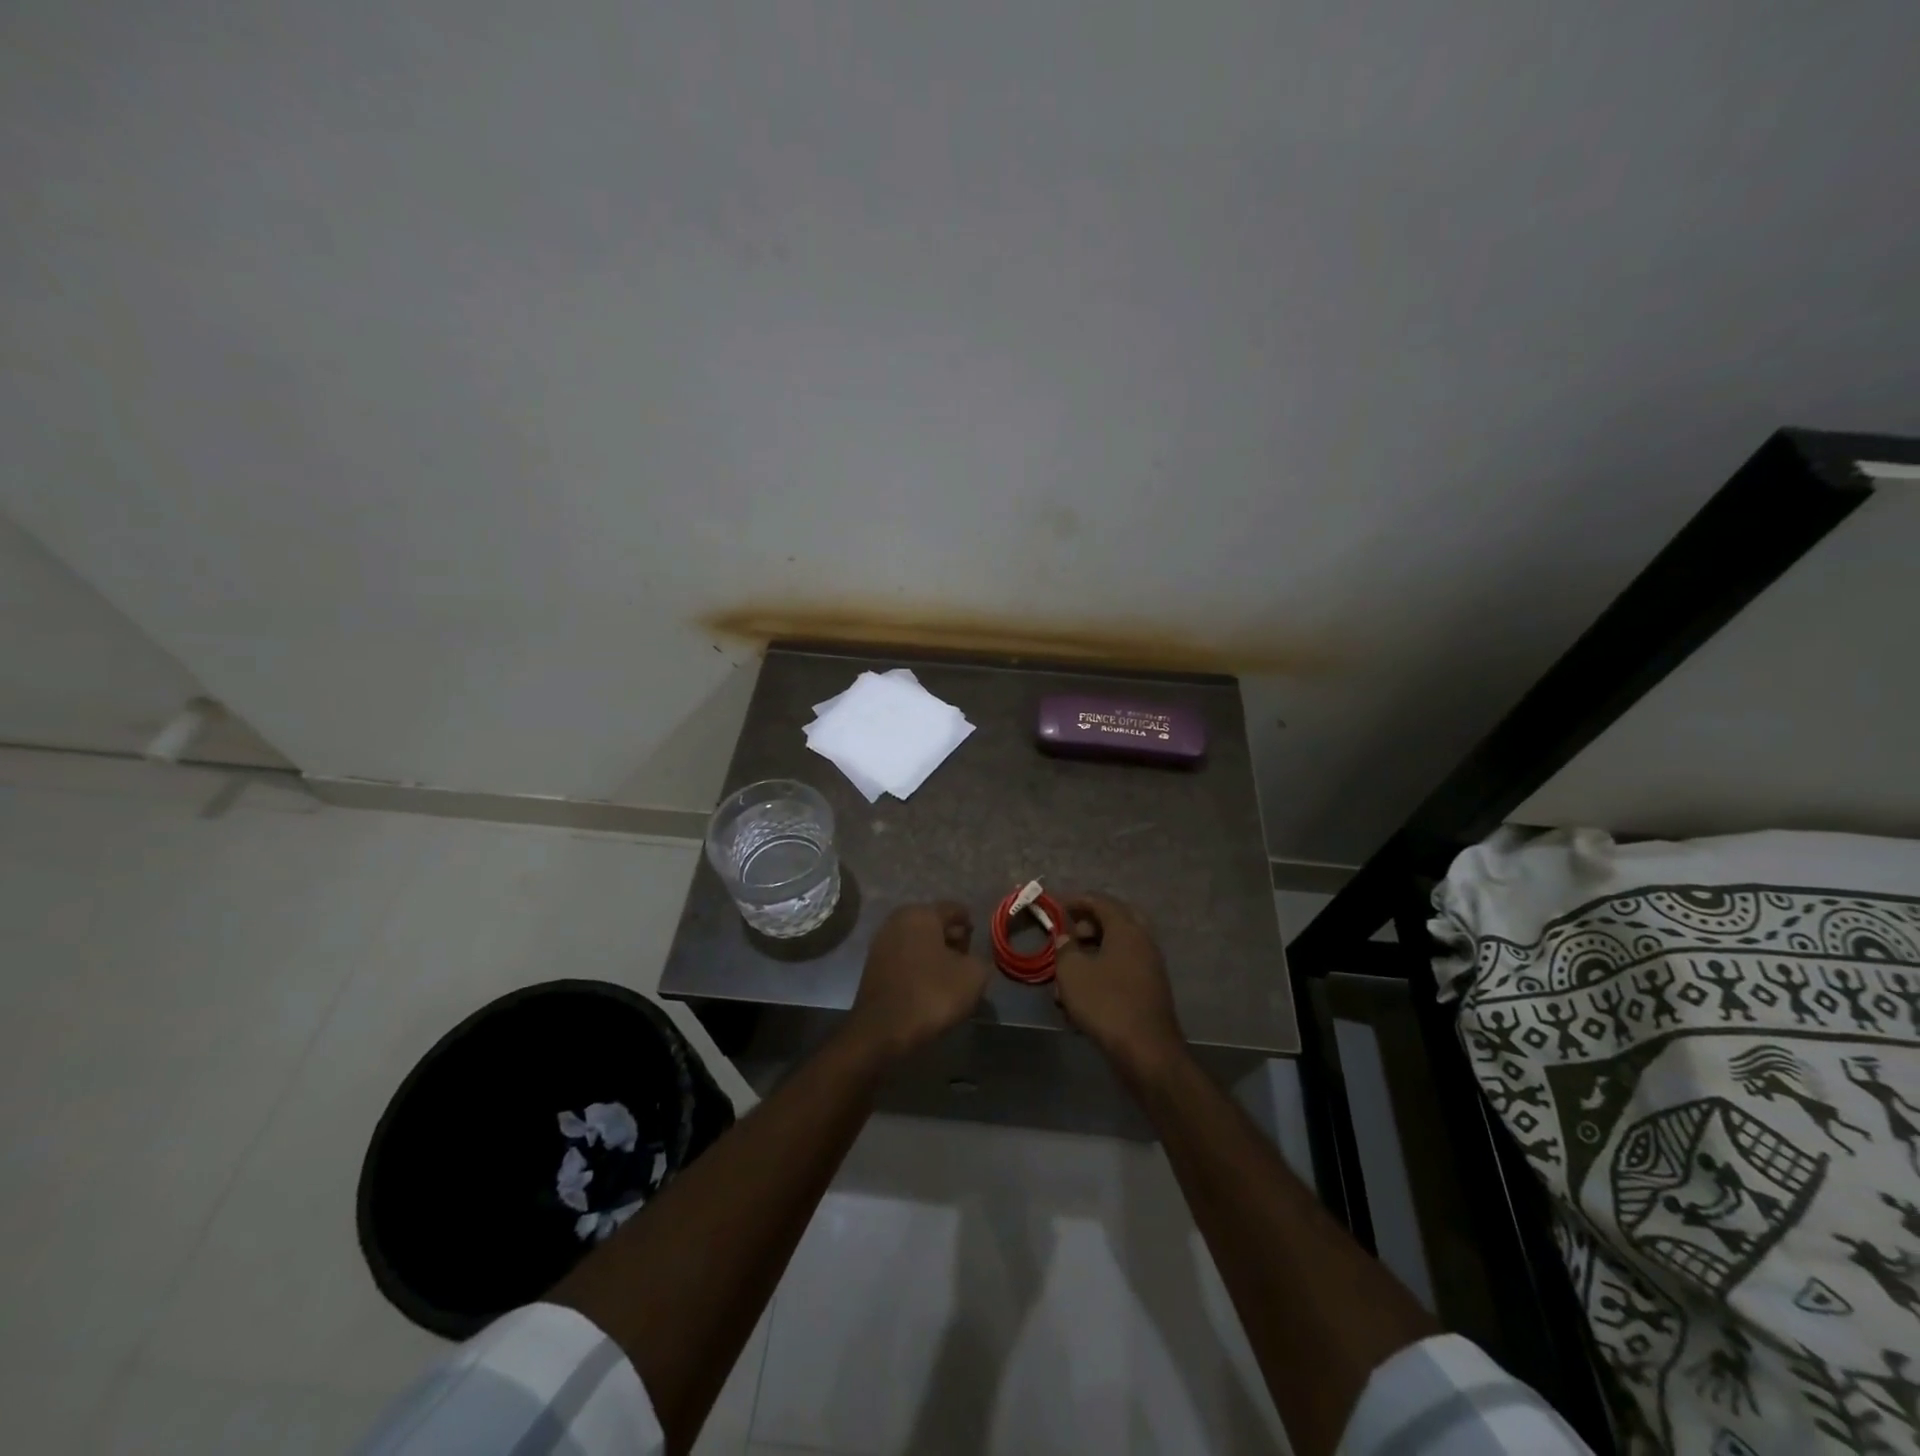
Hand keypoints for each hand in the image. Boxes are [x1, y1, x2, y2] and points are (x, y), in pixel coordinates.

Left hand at [848, 902, 989, 1061]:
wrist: (883, 1030)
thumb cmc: (932, 994)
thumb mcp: (973, 976)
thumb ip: (980, 960)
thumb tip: (973, 960)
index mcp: (922, 914)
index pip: (953, 909)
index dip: (969, 922)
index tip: (978, 936)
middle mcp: (898, 921)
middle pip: (932, 923)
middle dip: (951, 937)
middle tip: (967, 956)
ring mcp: (881, 943)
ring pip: (917, 941)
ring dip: (934, 953)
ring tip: (950, 974)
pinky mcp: (872, 966)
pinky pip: (904, 958)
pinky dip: (918, 965)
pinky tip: (929, 984)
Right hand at [1053, 893, 1187, 1083]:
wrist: (1146, 1052)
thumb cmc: (1105, 1003)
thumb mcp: (1072, 972)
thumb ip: (1065, 948)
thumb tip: (1066, 937)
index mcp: (1126, 929)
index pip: (1101, 901)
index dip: (1076, 901)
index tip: (1056, 908)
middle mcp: (1143, 942)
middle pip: (1113, 922)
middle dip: (1088, 927)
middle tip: (1068, 937)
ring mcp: (1149, 967)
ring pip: (1116, 950)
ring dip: (1091, 956)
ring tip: (1066, 977)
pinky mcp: (1149, 992)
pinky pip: (1121, 972)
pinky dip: (1101, 976)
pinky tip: (1080, 1000)